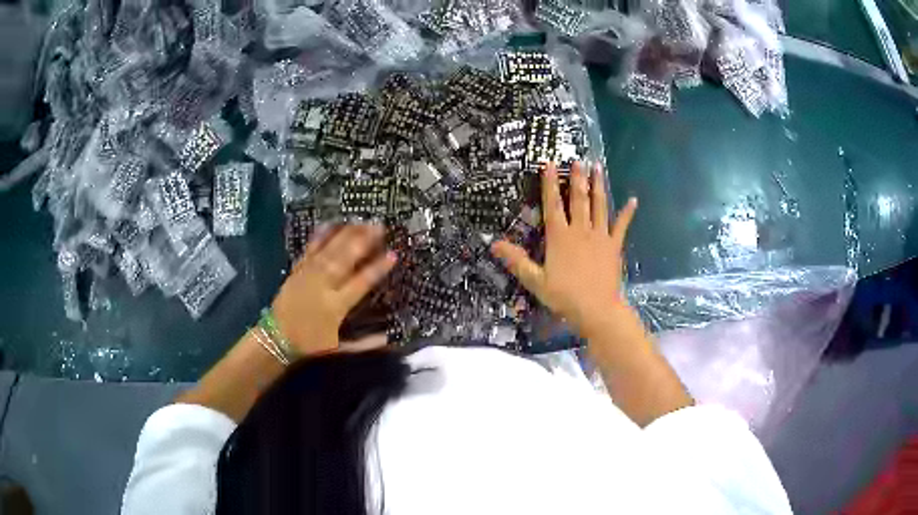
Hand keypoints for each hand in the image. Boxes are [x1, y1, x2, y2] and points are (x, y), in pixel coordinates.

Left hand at [271, 224, 396, 356]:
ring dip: (346, 234)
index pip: (361, 282)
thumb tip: (390, 337)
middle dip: (362, 241)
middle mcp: (323, 286)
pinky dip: (320, 235)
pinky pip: (310, 249)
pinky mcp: (297, 269)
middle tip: (379, 226)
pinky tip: (331, 223)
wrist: (277, 338)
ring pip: (329, 250)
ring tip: (362, 221)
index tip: (393, 254)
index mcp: (336, 306)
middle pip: (345, 259)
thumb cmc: (311, 344)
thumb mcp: (340, 347)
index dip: (378, 268)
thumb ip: (365, 343)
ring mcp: (308, 274)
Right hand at [491, 162, 636, 338]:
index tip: (549, 164)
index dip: (550, 183)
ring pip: (599, 206)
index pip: (553, 204)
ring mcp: (600, 236)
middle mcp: (580, 230)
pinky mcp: (614, 246)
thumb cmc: (564, 296)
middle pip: (578, 199)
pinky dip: (627, 213)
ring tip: (598, 167)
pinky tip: (633, 200)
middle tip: (579, 160)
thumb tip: (494, 244)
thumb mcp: (535, 280)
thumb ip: (516, 261)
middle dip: (577, 178)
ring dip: (598, 186)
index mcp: (560, 236)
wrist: (596, 309)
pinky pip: (621, 226)